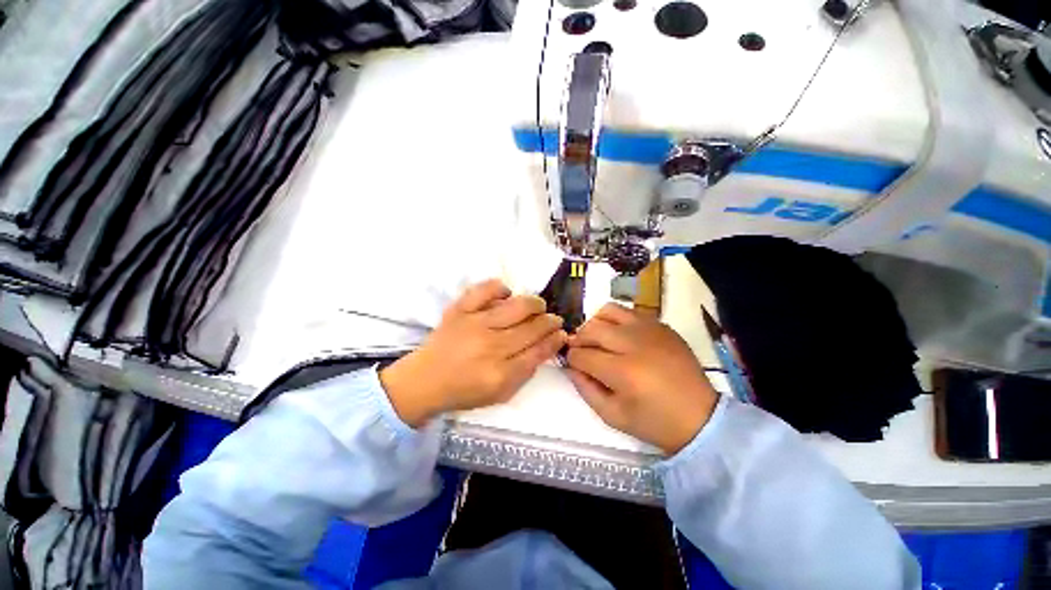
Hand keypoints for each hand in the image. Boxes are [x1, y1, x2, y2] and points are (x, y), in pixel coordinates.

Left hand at [380, 280, 566, 426]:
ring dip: (534, 303)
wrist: (424, 381)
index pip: (539, 351)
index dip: (555, 340)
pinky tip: (506, 294)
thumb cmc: (464, 390)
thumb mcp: (500, 393)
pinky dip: (499, 288)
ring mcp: (475, 324)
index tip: (562, 333)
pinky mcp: (460, 310)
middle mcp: (491, 346)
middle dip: (550, 321)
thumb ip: (525, 372)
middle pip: (532, 327)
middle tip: (553, 319)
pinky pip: (484, 290)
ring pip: (516, 306)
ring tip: (538, 306)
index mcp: (501, 372)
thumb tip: (545, 347)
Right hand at [566, 303, 717, 453]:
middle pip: (591, 329)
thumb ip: (585, 389)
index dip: (571, 359)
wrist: (701, 417)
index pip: (582, 355)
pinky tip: (620, 336)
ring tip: (599, 338)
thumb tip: (570, 366)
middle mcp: (634, 344)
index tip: (572, 364)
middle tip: (582, 351)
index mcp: (622, 371)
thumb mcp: (613, 416)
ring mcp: (650, 330)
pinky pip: (629, 311)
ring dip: (596, 324)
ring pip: (608, 311)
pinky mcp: (661, 325)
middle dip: (579, 340)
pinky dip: (616, 320)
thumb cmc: (654, 422)